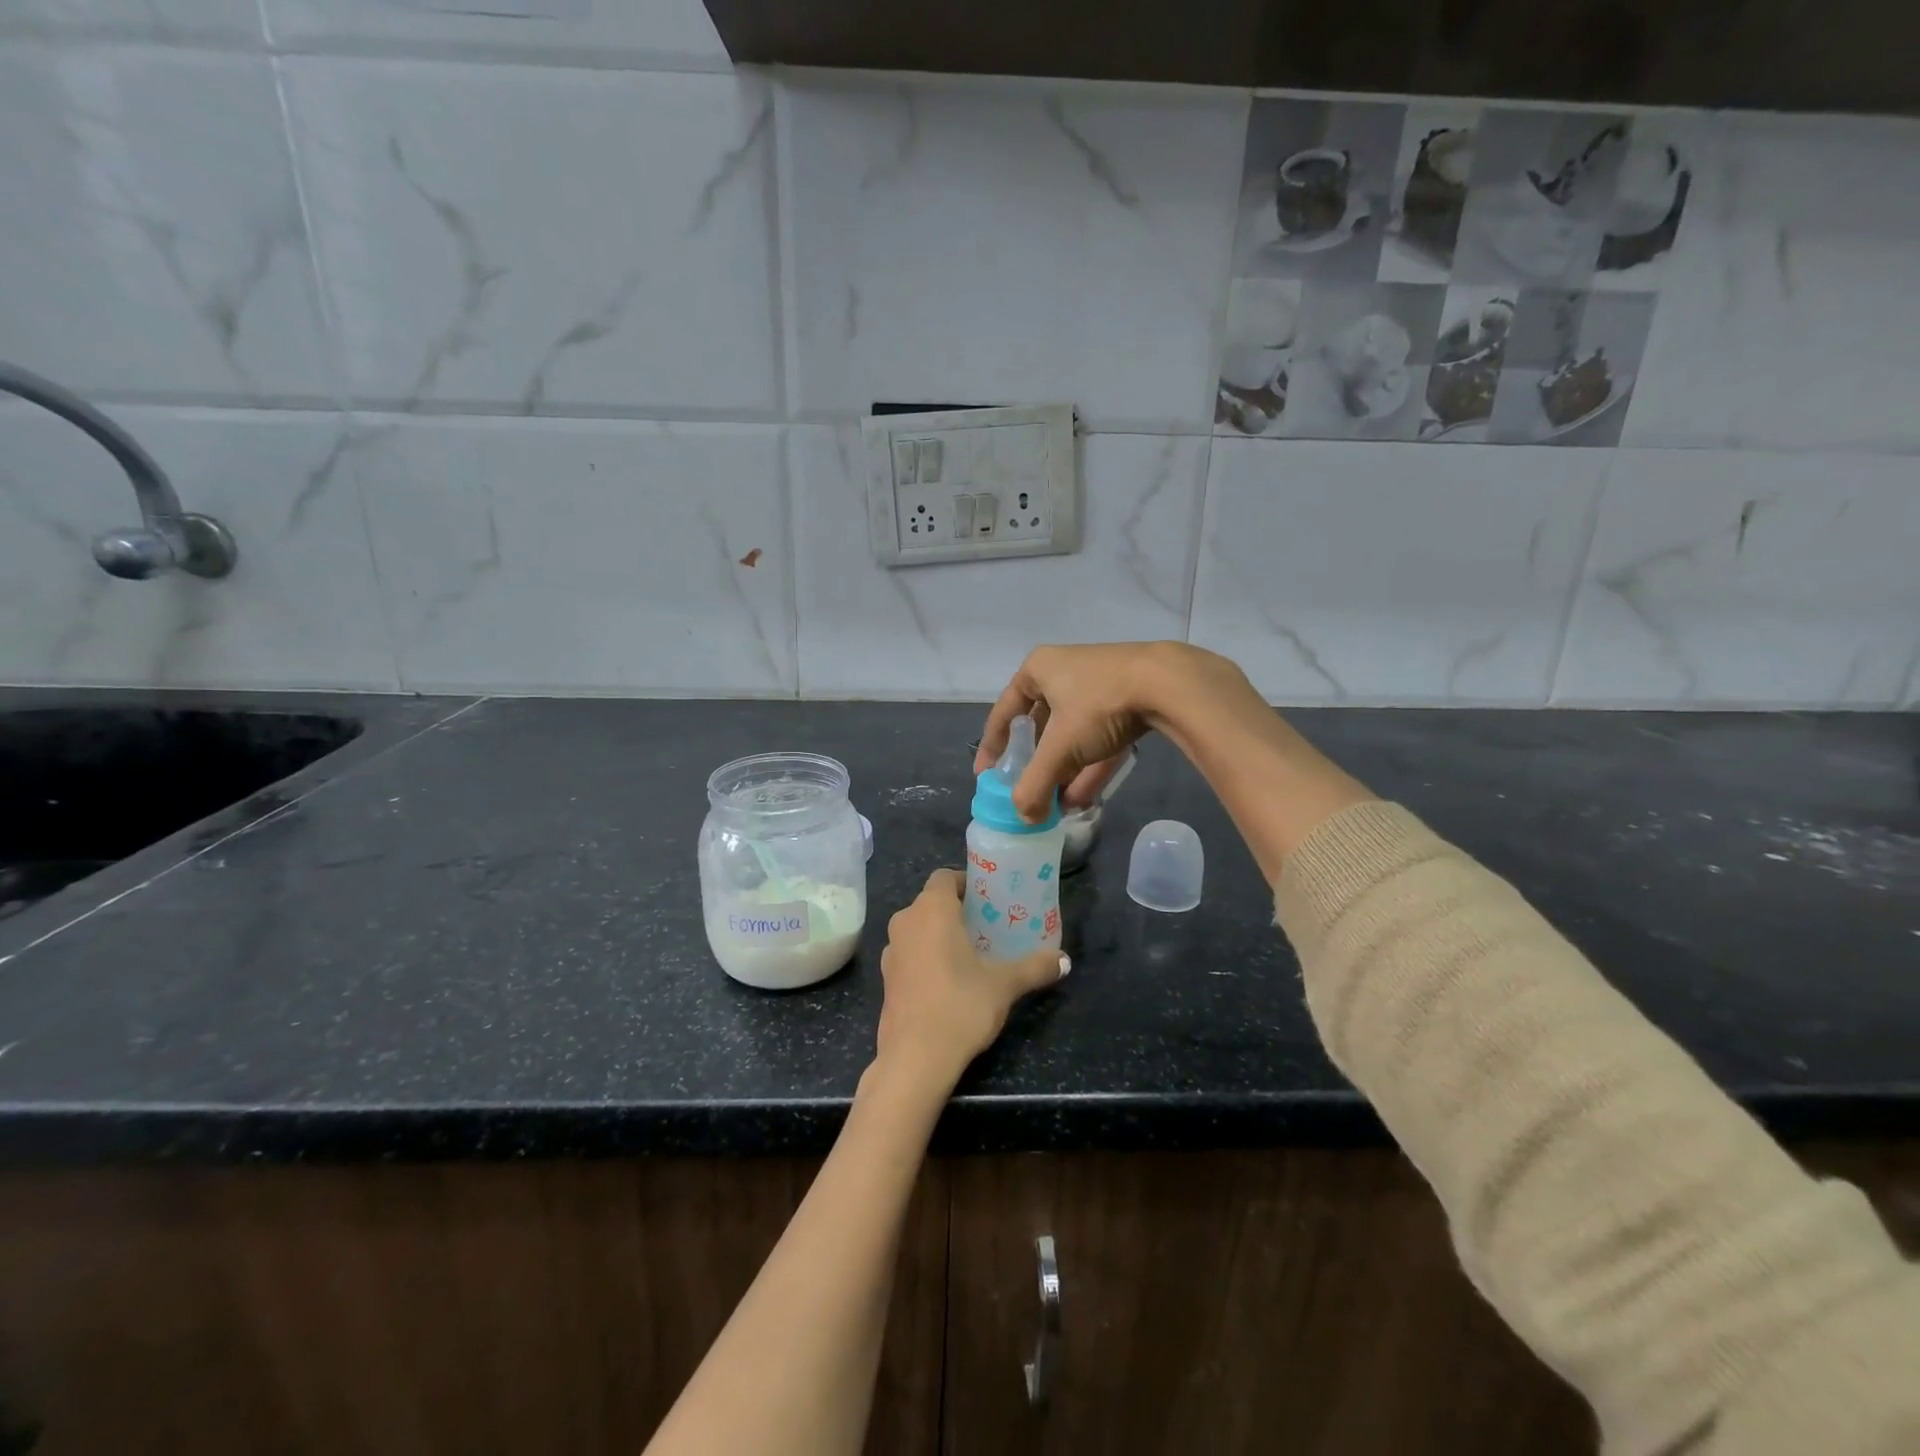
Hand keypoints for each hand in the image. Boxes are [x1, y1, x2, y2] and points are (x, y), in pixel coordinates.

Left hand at [875, 869, 1066, 1094]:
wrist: (914, 1058)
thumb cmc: (960, 1006)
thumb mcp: (1004, 985)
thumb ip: (1034, 967)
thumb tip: (1064, 960)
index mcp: (931, 909)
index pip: (945, 877)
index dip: (966, 882)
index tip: (989, 899)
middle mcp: (906, 921)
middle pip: (932, 901)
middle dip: (958, 910)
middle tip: (988, 926)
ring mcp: (891, 950)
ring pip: (919, 928)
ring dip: (940, 933)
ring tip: (972, 953)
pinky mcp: (886, 977)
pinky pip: (910, 952)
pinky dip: (927, 955)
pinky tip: (949, 979)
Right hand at [974, 642, 1254, 820]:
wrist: (1168, 685)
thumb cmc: (1098, 705)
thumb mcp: (1060, 748)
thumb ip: (1035, 784)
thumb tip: (1023, 818)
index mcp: (1039, 669)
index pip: (1005, 712)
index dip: (992, 746)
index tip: (986, 775)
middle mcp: (1065, 672)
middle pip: (1040, 725)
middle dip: (1035, 764)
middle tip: (1026, 791)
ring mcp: (1099, 686)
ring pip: (1072, 735)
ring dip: (1063, 771)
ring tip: (1055, 806)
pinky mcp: (1128, 701)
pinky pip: (1099, 738)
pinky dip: (1089, 767)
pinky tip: (1082, 799)